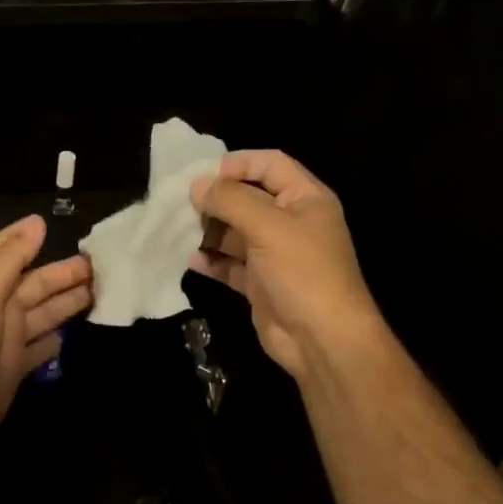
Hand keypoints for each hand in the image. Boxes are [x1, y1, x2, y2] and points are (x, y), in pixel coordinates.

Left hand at [0, 214, 91, 453]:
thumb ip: (12, 258)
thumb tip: (37, 222)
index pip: (3, 250)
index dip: (23, 237)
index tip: (49, 223)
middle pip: (35, 282)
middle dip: (64, 273)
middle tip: (101, 266)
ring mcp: (7, 337)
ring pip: (44, 312)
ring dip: (68, 301)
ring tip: (101, 292)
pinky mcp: (16, 366)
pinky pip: (41, 346)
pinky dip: (56, 338)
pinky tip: (74, 333)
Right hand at [189, 150, 386, 383]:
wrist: (322, 339)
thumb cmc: (302, 271)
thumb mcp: (267, 226)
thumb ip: (230, 200)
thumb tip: (197, 185)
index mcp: (305, 199)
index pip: (271, 164)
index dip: (239, 163)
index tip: (204, 173)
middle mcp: (291, 222)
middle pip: (248, 197)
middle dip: (217, 199)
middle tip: (183, 203)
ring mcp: (275, 254)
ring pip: (236, 231)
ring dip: (209, 230)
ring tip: (180, 230)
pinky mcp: (261, 283)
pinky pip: (231, 264)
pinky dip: (212, 260)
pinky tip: (192, 260)